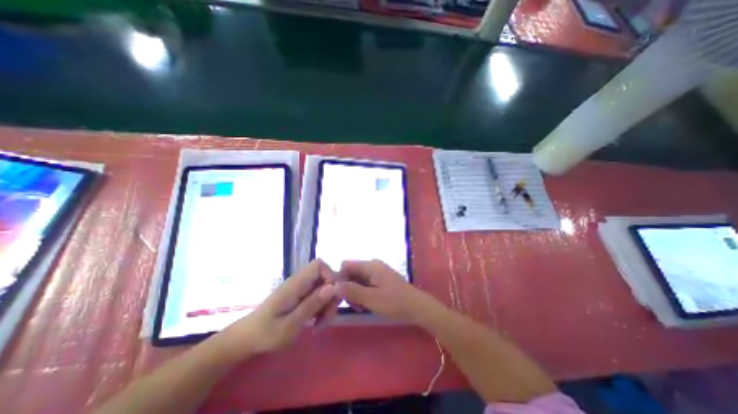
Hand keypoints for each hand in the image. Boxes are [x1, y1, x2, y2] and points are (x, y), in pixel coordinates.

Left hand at [212, 261, 337, 360]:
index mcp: (295, 284)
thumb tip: (333, 287)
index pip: (319, 265)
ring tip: (320, 323)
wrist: (247, 338)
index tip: (331, 298)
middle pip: (325, 276)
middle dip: (332, 295)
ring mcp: (301, 288)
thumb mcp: (290, 325)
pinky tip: (316, 321)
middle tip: (326, 317)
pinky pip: (319, 295)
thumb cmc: (266, 333)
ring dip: (328, 303)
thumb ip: (311, 305)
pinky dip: (322, 307)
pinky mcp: (302, 295)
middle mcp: (300, 281)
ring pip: (324, 286)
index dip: (330, 277)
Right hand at [335, 258, 433, 322]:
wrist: (417, 307)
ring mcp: (377, 272)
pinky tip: (367, 305)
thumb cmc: (395, 302)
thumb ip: (352, 291)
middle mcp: (372, 265)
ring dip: (355, 293)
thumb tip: (333, 285)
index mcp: (370, 265)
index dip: (340, 278)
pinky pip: (366, 284)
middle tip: (353, 305)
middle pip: (351, 273)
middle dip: (348, 288)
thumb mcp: (371, 299)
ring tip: (360, 307)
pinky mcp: (381, 280)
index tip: (340, 295)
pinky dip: (363, 293)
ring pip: (358, 280)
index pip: (346, 265)